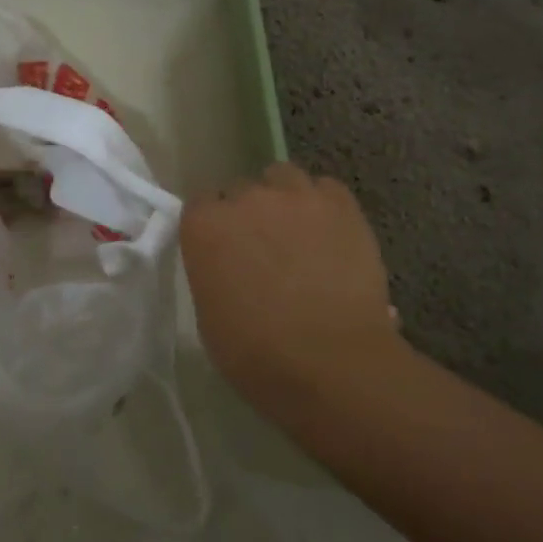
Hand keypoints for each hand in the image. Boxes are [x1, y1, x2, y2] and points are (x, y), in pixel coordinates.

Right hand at [181, 163, 398, 418]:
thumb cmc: (256, 354)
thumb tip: (228, 267)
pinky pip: (326, 189)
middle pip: (242, 190)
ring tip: (298, 232)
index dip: (214, 228)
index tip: (224, 251)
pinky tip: (330, 233)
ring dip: (285, 199)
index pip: (201, 205)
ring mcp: (296, 196)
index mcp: (205, 227)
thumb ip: (213, 273)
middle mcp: (246, 198)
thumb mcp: (209, 316)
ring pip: (283, 177)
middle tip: (264, 249)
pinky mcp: (341, 204)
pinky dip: (324, 206)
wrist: (331, 364)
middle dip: (249, 214)